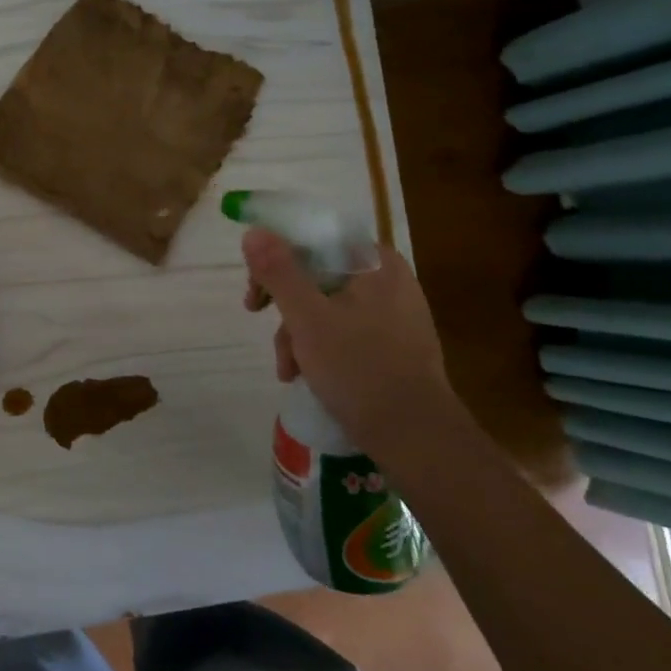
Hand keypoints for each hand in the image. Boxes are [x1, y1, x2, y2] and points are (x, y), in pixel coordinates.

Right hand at [241, 227, 453, 445]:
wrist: (416, 438)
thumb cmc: (359, 369)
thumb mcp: (307, 318)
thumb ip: (278, 272)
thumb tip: (254, 232)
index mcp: (376, 263)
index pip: (315, 241)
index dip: (276, 259)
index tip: (255, 290)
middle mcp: (390, 279)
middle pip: (318, 275)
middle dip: (286, 306)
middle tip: (259, 322)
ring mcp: (396, 314)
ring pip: (328, 306)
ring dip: (298, 333)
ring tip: (289, 370)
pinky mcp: (396, 345)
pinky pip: (346, 330)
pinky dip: (322, 347)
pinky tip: (309, 375)